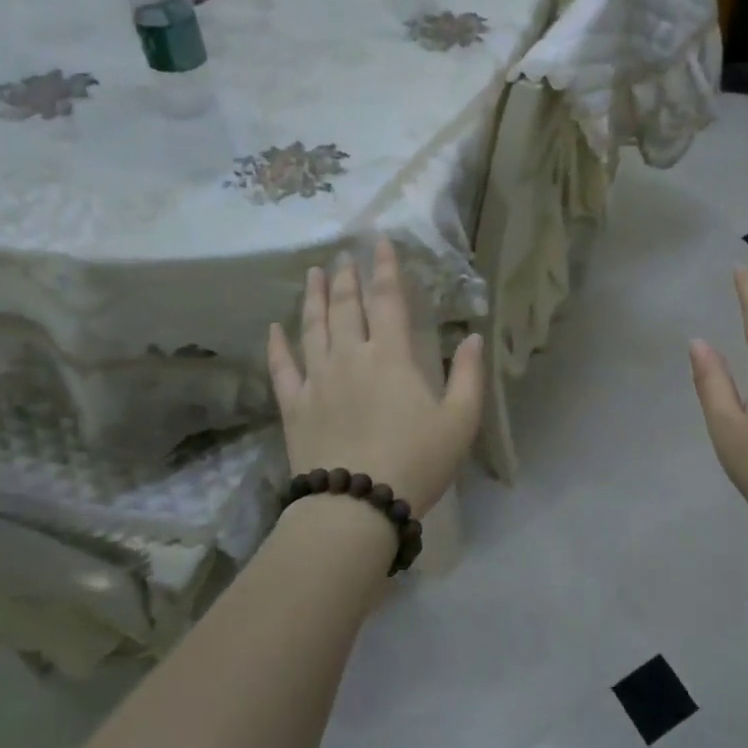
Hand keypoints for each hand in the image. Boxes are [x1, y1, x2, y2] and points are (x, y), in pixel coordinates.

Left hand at [267, 238, 483, 515]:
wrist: (355, 505)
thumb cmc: (416, 461)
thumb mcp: (460, 421)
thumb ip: (468, 375)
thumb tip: (473, 336)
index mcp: (390, 356)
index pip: (387, 299)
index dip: (384, 267)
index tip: (380, 242)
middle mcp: (350, 356)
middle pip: (345, 306)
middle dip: (345, 277)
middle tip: (343, 255)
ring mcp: (317, 379)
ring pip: (312, 327)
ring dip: (312, 297)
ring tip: (313, 273)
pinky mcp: (294, 406)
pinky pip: (282, 368)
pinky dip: (277, 345)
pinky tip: (274, 328)